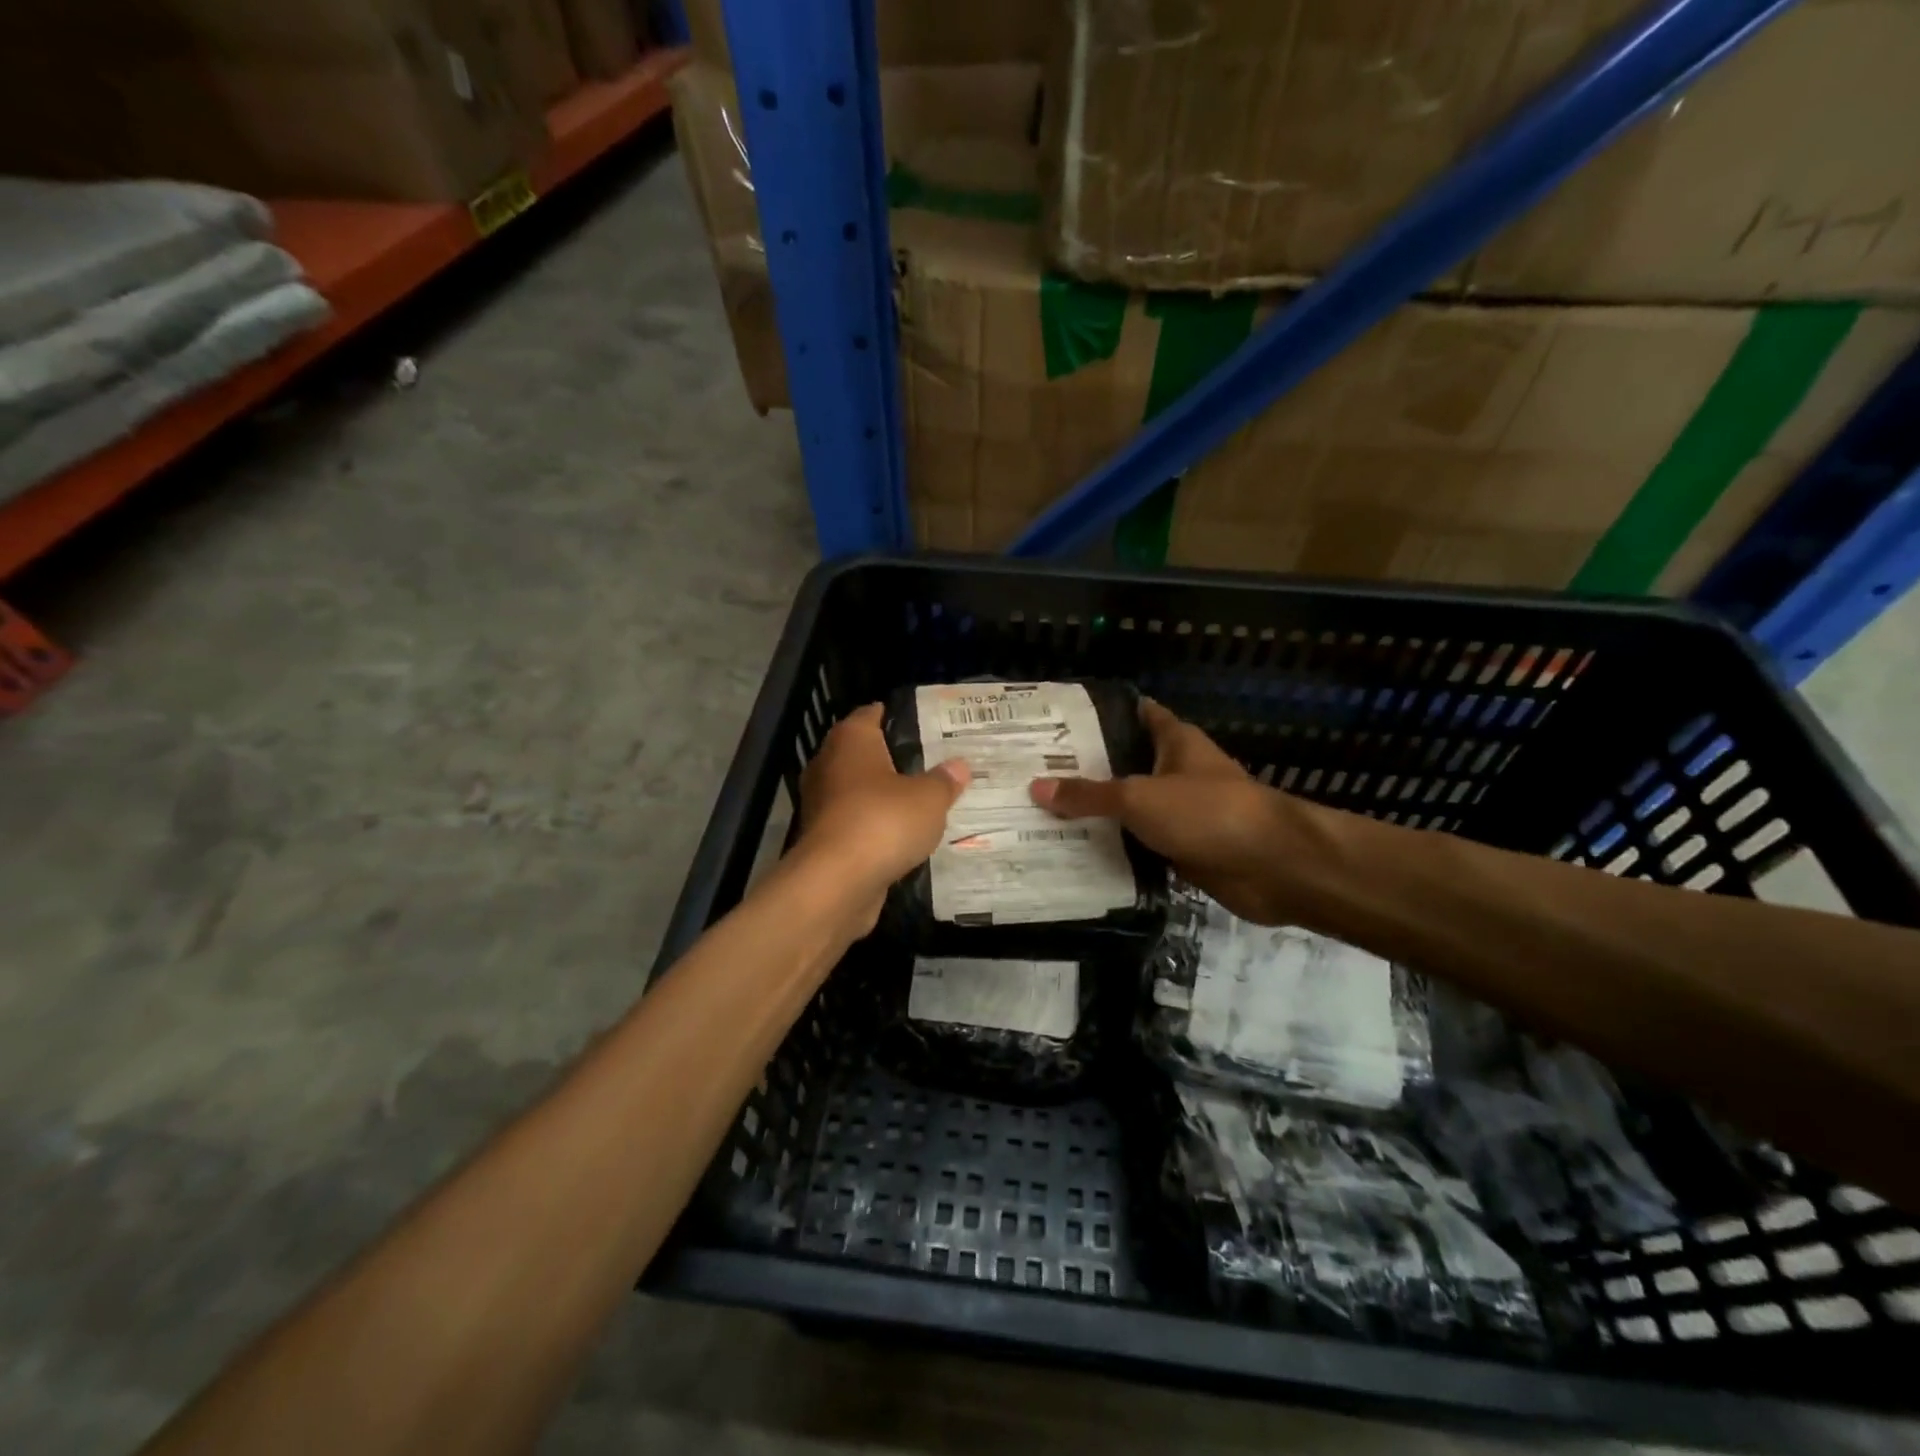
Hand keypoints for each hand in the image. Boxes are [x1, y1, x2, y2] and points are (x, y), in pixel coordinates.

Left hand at [798, 704, 969, 928]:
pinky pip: (855, 823)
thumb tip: (959, 766)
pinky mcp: (824, 840)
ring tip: (920, 799)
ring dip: (882, 795)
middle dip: (891, 758)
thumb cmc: (883, 821)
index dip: (894, 715)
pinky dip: (874, 826)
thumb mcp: (929, 798)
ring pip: (857, 790)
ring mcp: (822, 804)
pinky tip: (902, 835)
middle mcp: (829, 765)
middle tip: (929, 762)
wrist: (836, 882)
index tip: (921, 722)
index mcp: (851, 741)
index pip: (870, 714)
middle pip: (862, 753)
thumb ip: (944, 781)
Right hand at [1029, 699, 1303, 924]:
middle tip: (1034, 773)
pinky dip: (1116, 849)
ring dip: (1099, 814)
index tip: (1057, 722)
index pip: (1136, 714)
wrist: (1272, 867)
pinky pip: (1142, 844)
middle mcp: (1178, 771)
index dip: (1100, 714)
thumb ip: (1089, 794)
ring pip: (1132, 808)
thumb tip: (1037, 787)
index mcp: (1175, 741)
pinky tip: (1077, 853)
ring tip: (1043, 814)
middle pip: (1127, 764)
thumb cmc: (1207, 812)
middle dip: (1087, 769)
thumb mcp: (1139, 797)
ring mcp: (1183, 812)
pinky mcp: (1185, 849)